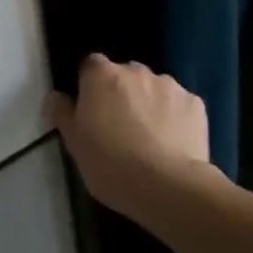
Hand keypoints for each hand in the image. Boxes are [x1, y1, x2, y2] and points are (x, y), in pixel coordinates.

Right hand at [51, 55, 216, 215]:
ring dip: (149, 103)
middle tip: (120, 126)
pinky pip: (179, 104)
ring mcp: (168, 84)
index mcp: (101, 75)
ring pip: (153, 88)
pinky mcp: (195, 103)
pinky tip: (174, 143)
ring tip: (150, 138)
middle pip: (124, 75)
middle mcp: (135, 70)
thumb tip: (57, 96)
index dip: (91, 85)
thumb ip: (63, 113)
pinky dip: (175, 117)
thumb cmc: (110, 164)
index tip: (92, 109)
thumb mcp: (74, 144)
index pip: (91, 66)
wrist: (167, 186)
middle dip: (122, 93)